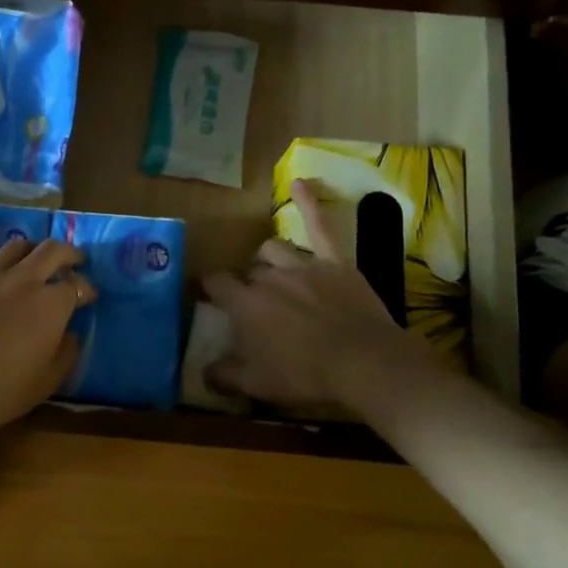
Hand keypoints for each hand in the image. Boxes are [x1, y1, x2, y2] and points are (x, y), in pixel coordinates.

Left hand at [0, 236, 93, 439]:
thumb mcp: (45, 383)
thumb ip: (66, 354)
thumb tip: (71, 334)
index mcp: (49, 305)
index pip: (76, 286)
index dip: (86, 290)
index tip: (89, 297)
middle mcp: (21, 280)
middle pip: (51, 250)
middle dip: (68, 253)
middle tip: (74, 260)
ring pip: (15, 246)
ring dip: (32, 250)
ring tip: (34, 260)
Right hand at [202, 179, 418, 411]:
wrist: (364, 364)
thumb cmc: (305, 375)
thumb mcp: (256, 384)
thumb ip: (224, 375)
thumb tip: (204, 372)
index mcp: (246, 304)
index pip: (216, 284)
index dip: (209, 287)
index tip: (206, 294)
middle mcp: (268, 277)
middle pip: (249, 272)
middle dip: (247, 285)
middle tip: (255, 307)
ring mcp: (303, 265)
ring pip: (274, 249)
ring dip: (268, 259)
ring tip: (272, 272)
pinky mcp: (335, 262)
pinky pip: (320, 225)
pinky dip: (309, 202)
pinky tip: (300, 182)